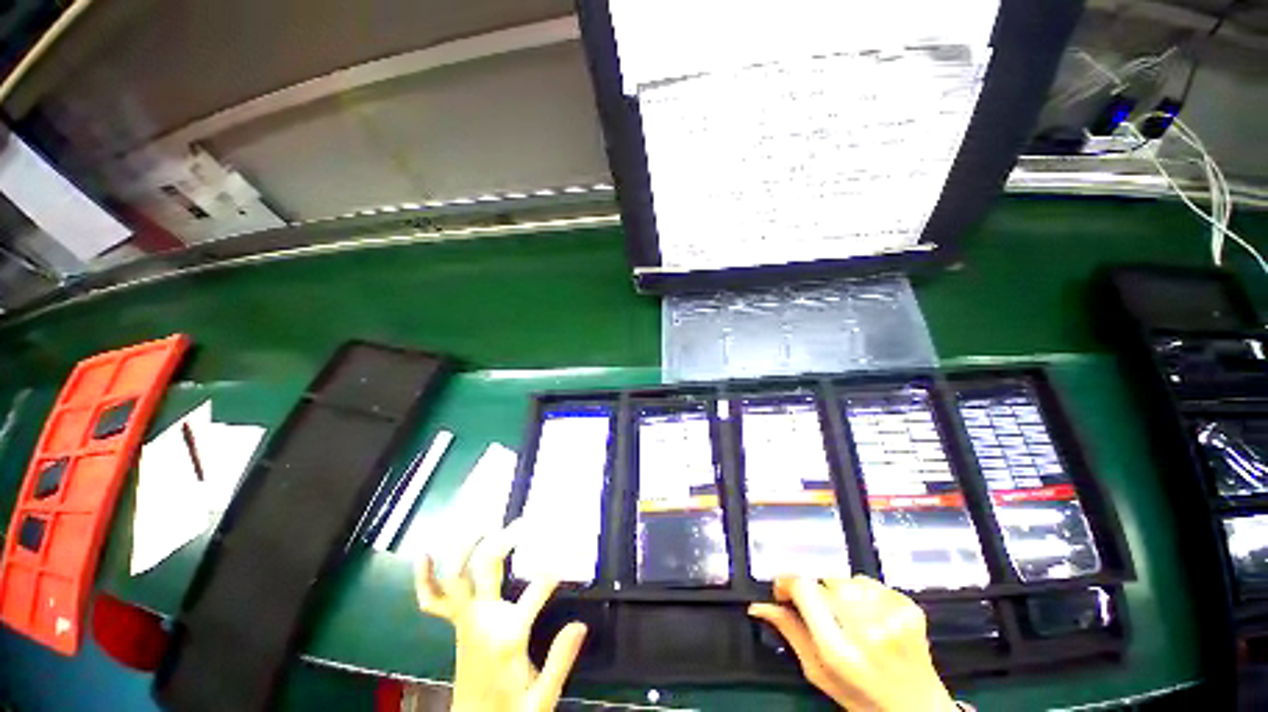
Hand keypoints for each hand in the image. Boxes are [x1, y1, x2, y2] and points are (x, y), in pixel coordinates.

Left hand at [415, 521, 587, 711]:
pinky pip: (433, 600)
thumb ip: (559, 662)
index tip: (574, 552)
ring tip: (485, 526)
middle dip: (506, 538)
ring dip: (468, 546)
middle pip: (488, 566)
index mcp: (507, 637)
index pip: (537, 590)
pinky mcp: (456, 625)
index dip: (556, 568)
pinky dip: (425, 578)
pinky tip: (425, 554)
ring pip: (458, 574)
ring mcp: (464, 621)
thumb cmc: (510, 711)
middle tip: (526, 522)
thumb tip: (580, 624)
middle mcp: (482, 620)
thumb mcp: (541, 699)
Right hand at [749, 576, 957, 711]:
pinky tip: (868, 615)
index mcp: (840, 651)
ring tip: (847, 616)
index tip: (782, 591)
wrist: (918, 709)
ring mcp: (893, 617)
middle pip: (824, 580)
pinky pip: (869, 581)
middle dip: (815, 591)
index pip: (805, 588)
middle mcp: (868, 630)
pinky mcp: (909, 607)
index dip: (787, 582)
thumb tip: (759, 606)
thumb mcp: (819, 673)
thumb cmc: (862, 696)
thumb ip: (790, 633)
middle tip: (820, 613)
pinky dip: (862, 592)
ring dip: (839, 591)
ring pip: (846, 578)